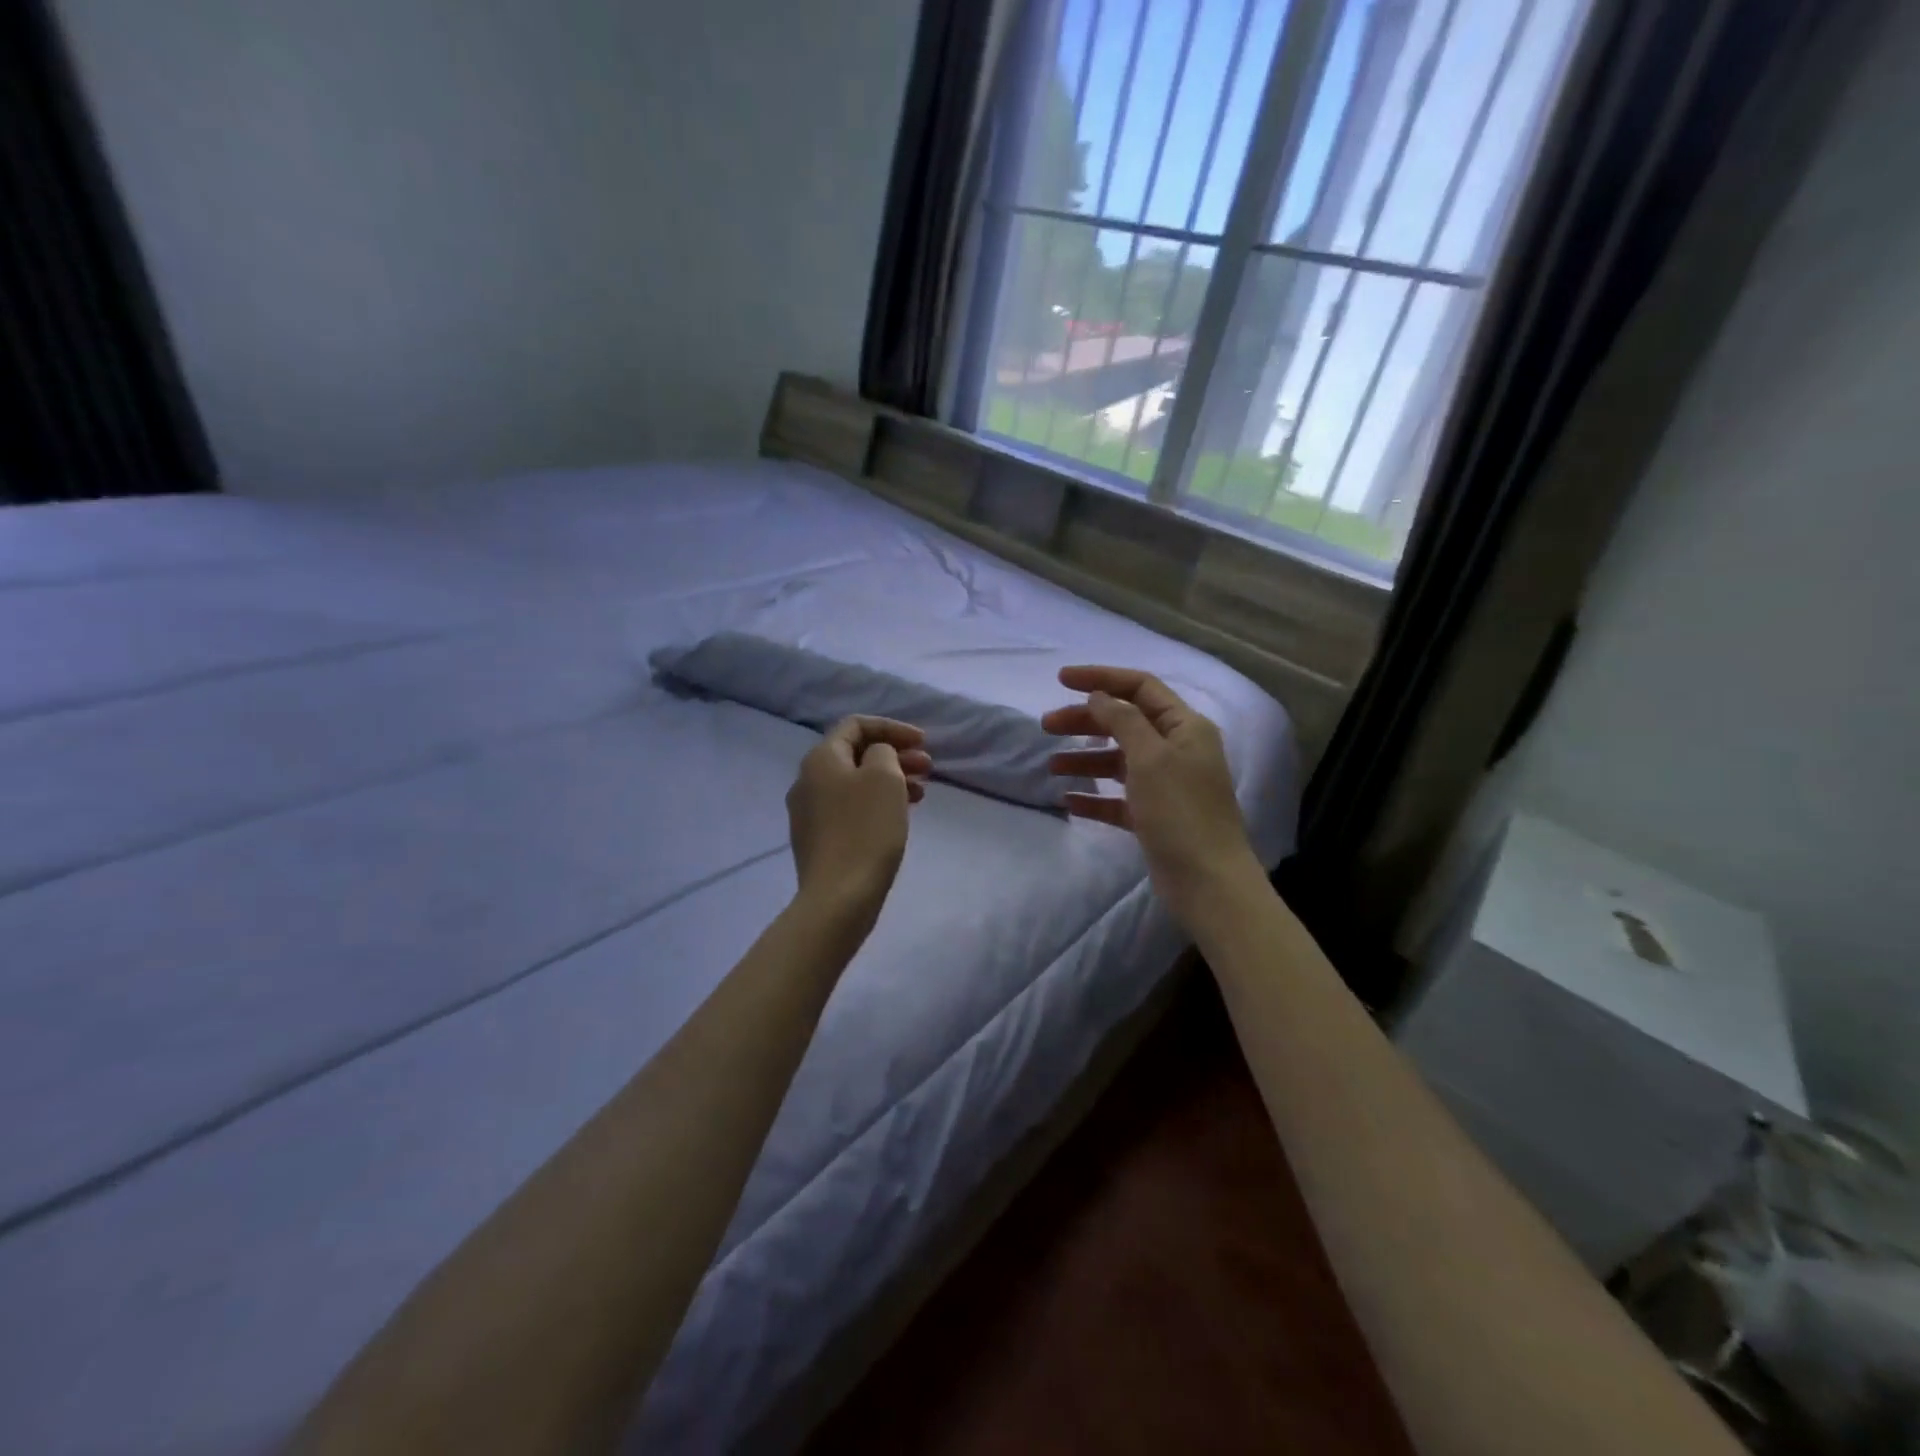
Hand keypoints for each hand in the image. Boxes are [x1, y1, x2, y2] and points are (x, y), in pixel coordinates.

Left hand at [786, 716, 930, 928]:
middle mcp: (807, 780)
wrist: (839, 897)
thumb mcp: (884, 777)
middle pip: (855, 754)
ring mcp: (809, 812)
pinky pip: (850, 808)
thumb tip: (876, 757)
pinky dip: (876, 803)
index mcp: (821, 759)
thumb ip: (884, 752)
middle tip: (928, 767)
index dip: (892, 727)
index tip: (923, 742)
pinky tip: (897, 817)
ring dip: (889, 780)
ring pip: (854, 783)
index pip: (856, 725)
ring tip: (920, 794)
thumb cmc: (866, 830)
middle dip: (895, 755)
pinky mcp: (817, 839)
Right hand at [1043, 666, 1262, 923]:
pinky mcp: (1154, 817)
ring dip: (1084, 759)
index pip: (1140, 688)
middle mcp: (1177, 750)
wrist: (1208, 882)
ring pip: (1118, 760)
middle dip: (1085, 721)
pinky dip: (1094, 796)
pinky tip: (1068, 800)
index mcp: (1185, 727)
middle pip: (1124, 723)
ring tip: (1050, 767)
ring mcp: (1166, 785)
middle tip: (1046, 726)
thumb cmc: (1181, 812)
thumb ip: (1123, 720)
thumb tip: (1099, 696)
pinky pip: (1118, 798)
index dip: (1101, 678)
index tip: (1061, 680)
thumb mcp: (1150, 757)